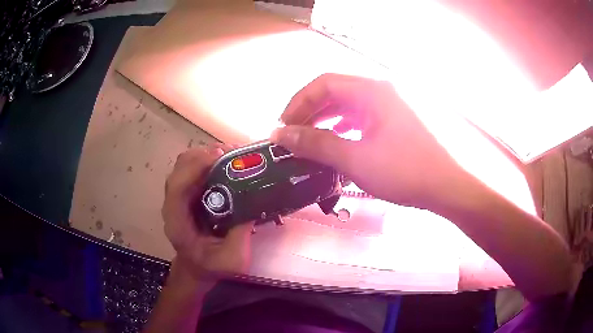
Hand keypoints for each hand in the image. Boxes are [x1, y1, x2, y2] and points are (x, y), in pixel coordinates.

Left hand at [162, 144, 253, 279]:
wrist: (197, 269)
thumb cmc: (211, 267)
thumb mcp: (232, 260)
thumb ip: (241, 235)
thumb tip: (255, 204)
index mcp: (177, 221)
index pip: (177, 186)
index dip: (195, 167)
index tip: (220, 155)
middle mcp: (174, 204)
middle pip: (180, 168)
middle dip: (204, 154)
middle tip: (233, 153)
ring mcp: (180, 197)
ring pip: (186, 164)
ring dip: (207, 154)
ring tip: (233, 154)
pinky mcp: (189, 193)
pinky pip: (195, 169)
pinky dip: (210, 160)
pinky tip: (228, 162)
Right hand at [271, 73, 470, 210]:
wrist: (445, 187)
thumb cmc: (403, 171)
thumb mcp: (355, 158)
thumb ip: (315, 143)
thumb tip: (280, 135)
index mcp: (371, 91)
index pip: (323, 84)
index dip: (298, 103)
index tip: (283, 127)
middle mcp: (379, 91)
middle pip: (334, 92)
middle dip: (309, 112)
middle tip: (292, 135)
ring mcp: (388, 106)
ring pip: (346, 105)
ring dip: (324, 120)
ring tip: (308, 140)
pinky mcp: (392, 121)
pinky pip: (359, 117)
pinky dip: (341, 127)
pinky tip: (335, 142)